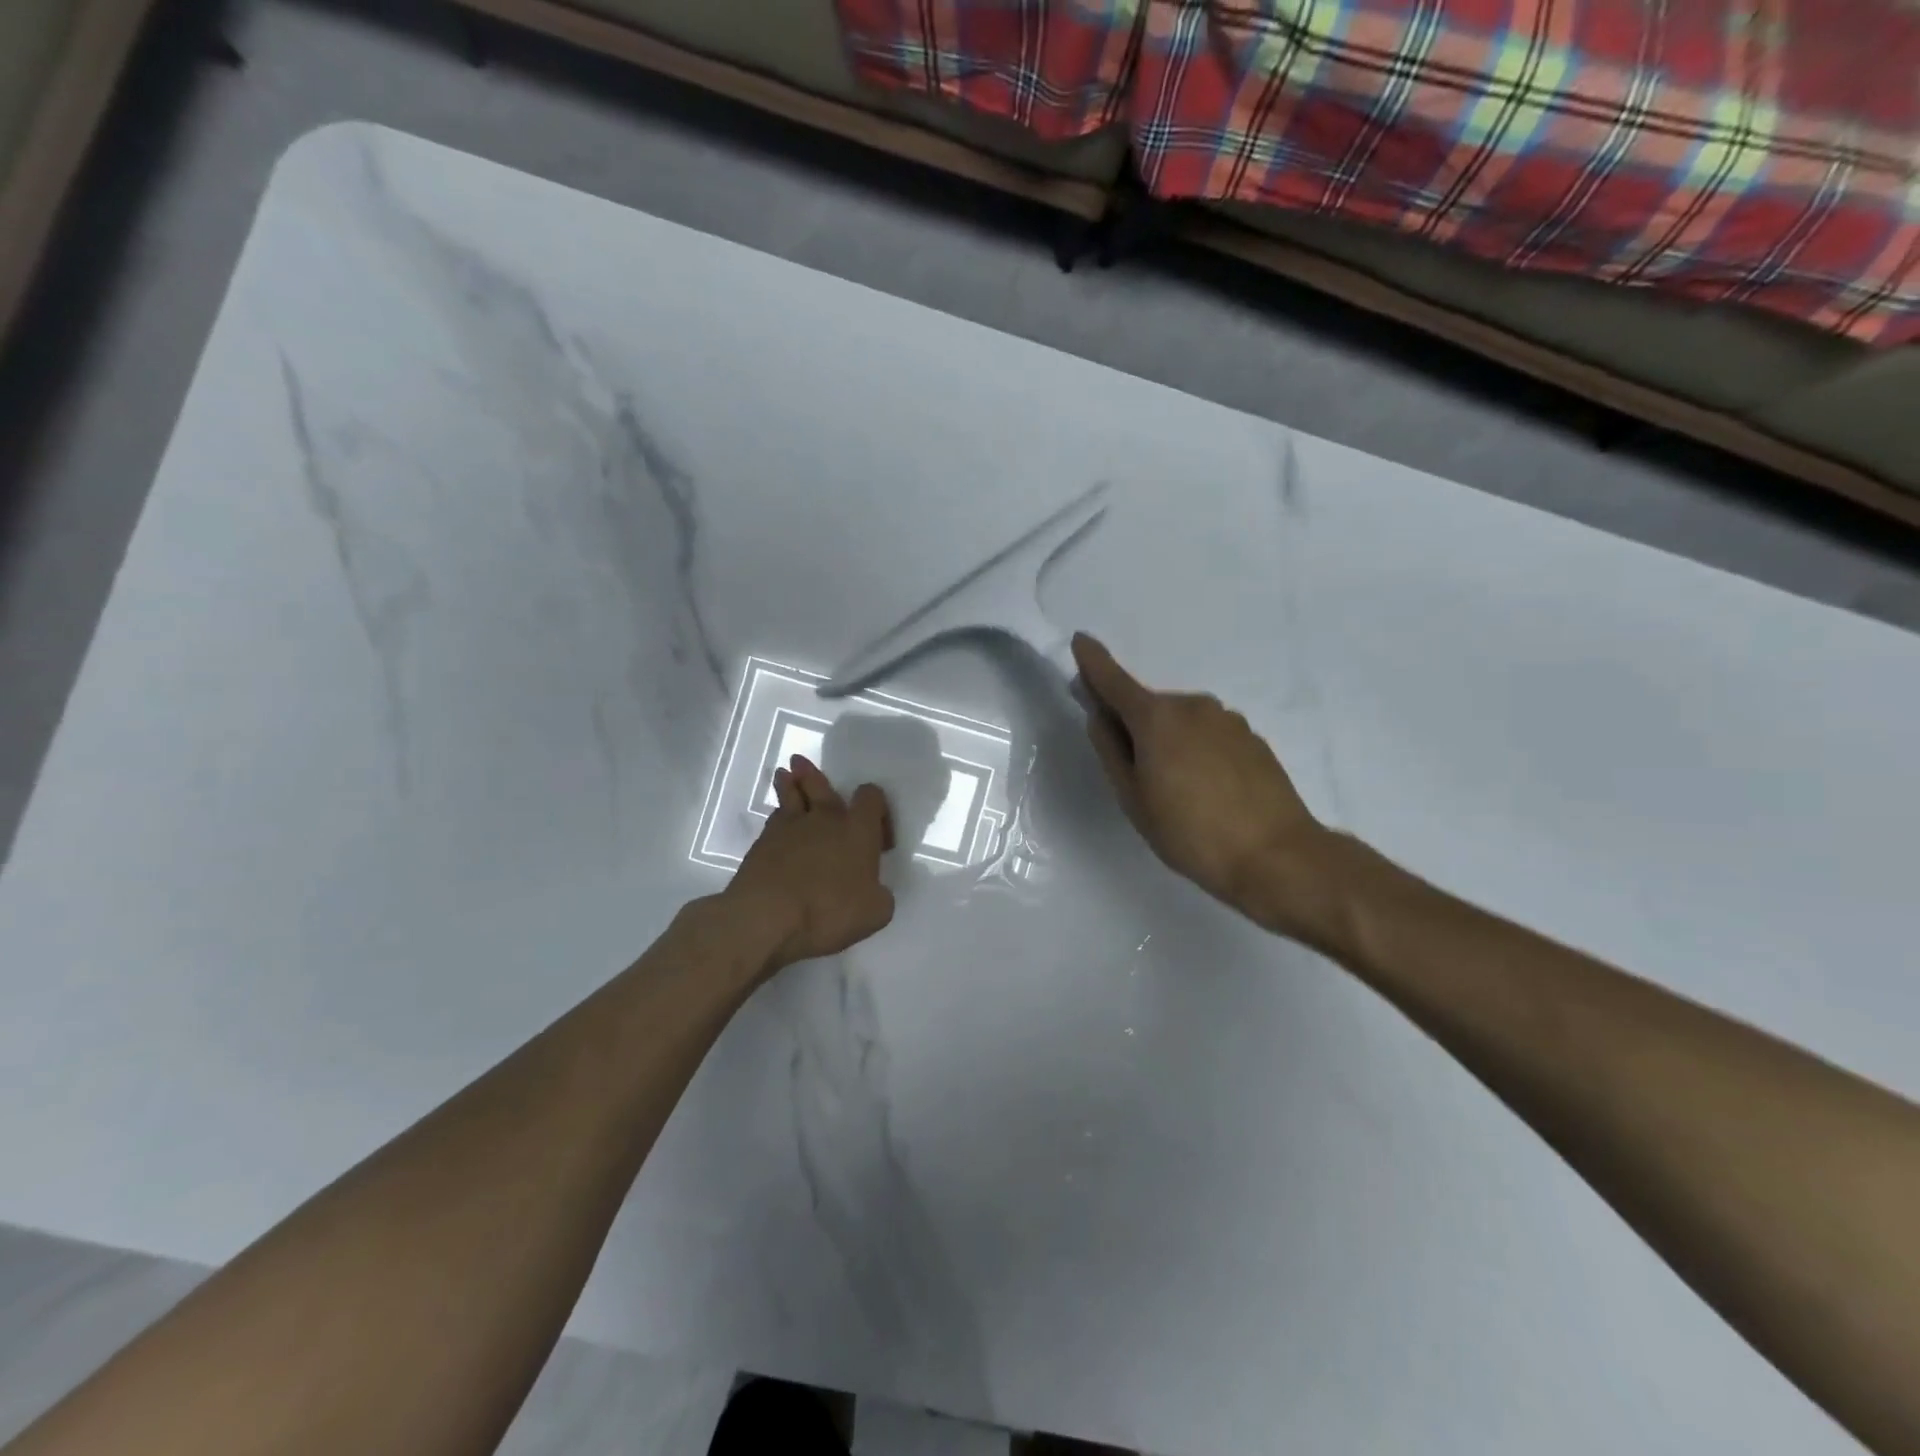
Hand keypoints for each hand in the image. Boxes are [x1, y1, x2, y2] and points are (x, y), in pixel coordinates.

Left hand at [723, 754, 896, 972]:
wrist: (767, 917)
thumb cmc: (829, 911)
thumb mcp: (875, 913)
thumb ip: (880, 896)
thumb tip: (875, 890)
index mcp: (858, 830)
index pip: (871, 797)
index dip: (877, 806)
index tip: (878, 833)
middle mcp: (825, 819)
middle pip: (821, 786)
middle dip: (813, 775)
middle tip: (802, 763)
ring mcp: (789, 828)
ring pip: (790, 797)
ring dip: (789, 785)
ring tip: (784, 775)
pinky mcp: (761, 844)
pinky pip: (774, 821)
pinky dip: (778, 818)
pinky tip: (777, 823)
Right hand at [1071, 633, 1333, 935]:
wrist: (1275, 856)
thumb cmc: (1189, 832)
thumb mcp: (1133, 798)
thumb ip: (1111, 750)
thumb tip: (1100, 715)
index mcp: (1157, 717)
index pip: (1114, 680)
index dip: (1093, 662)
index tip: (1080, 642)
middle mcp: (1193, 706)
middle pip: (1149, 706)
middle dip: (1134, 725)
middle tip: (1133, 773)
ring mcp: (1227, 720)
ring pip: (1181, 722)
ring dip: (1169, 740)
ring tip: (1176, 791)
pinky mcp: (1252, 738)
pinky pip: (1209, 735)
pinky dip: (1197, 750)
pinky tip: (1207, 790)